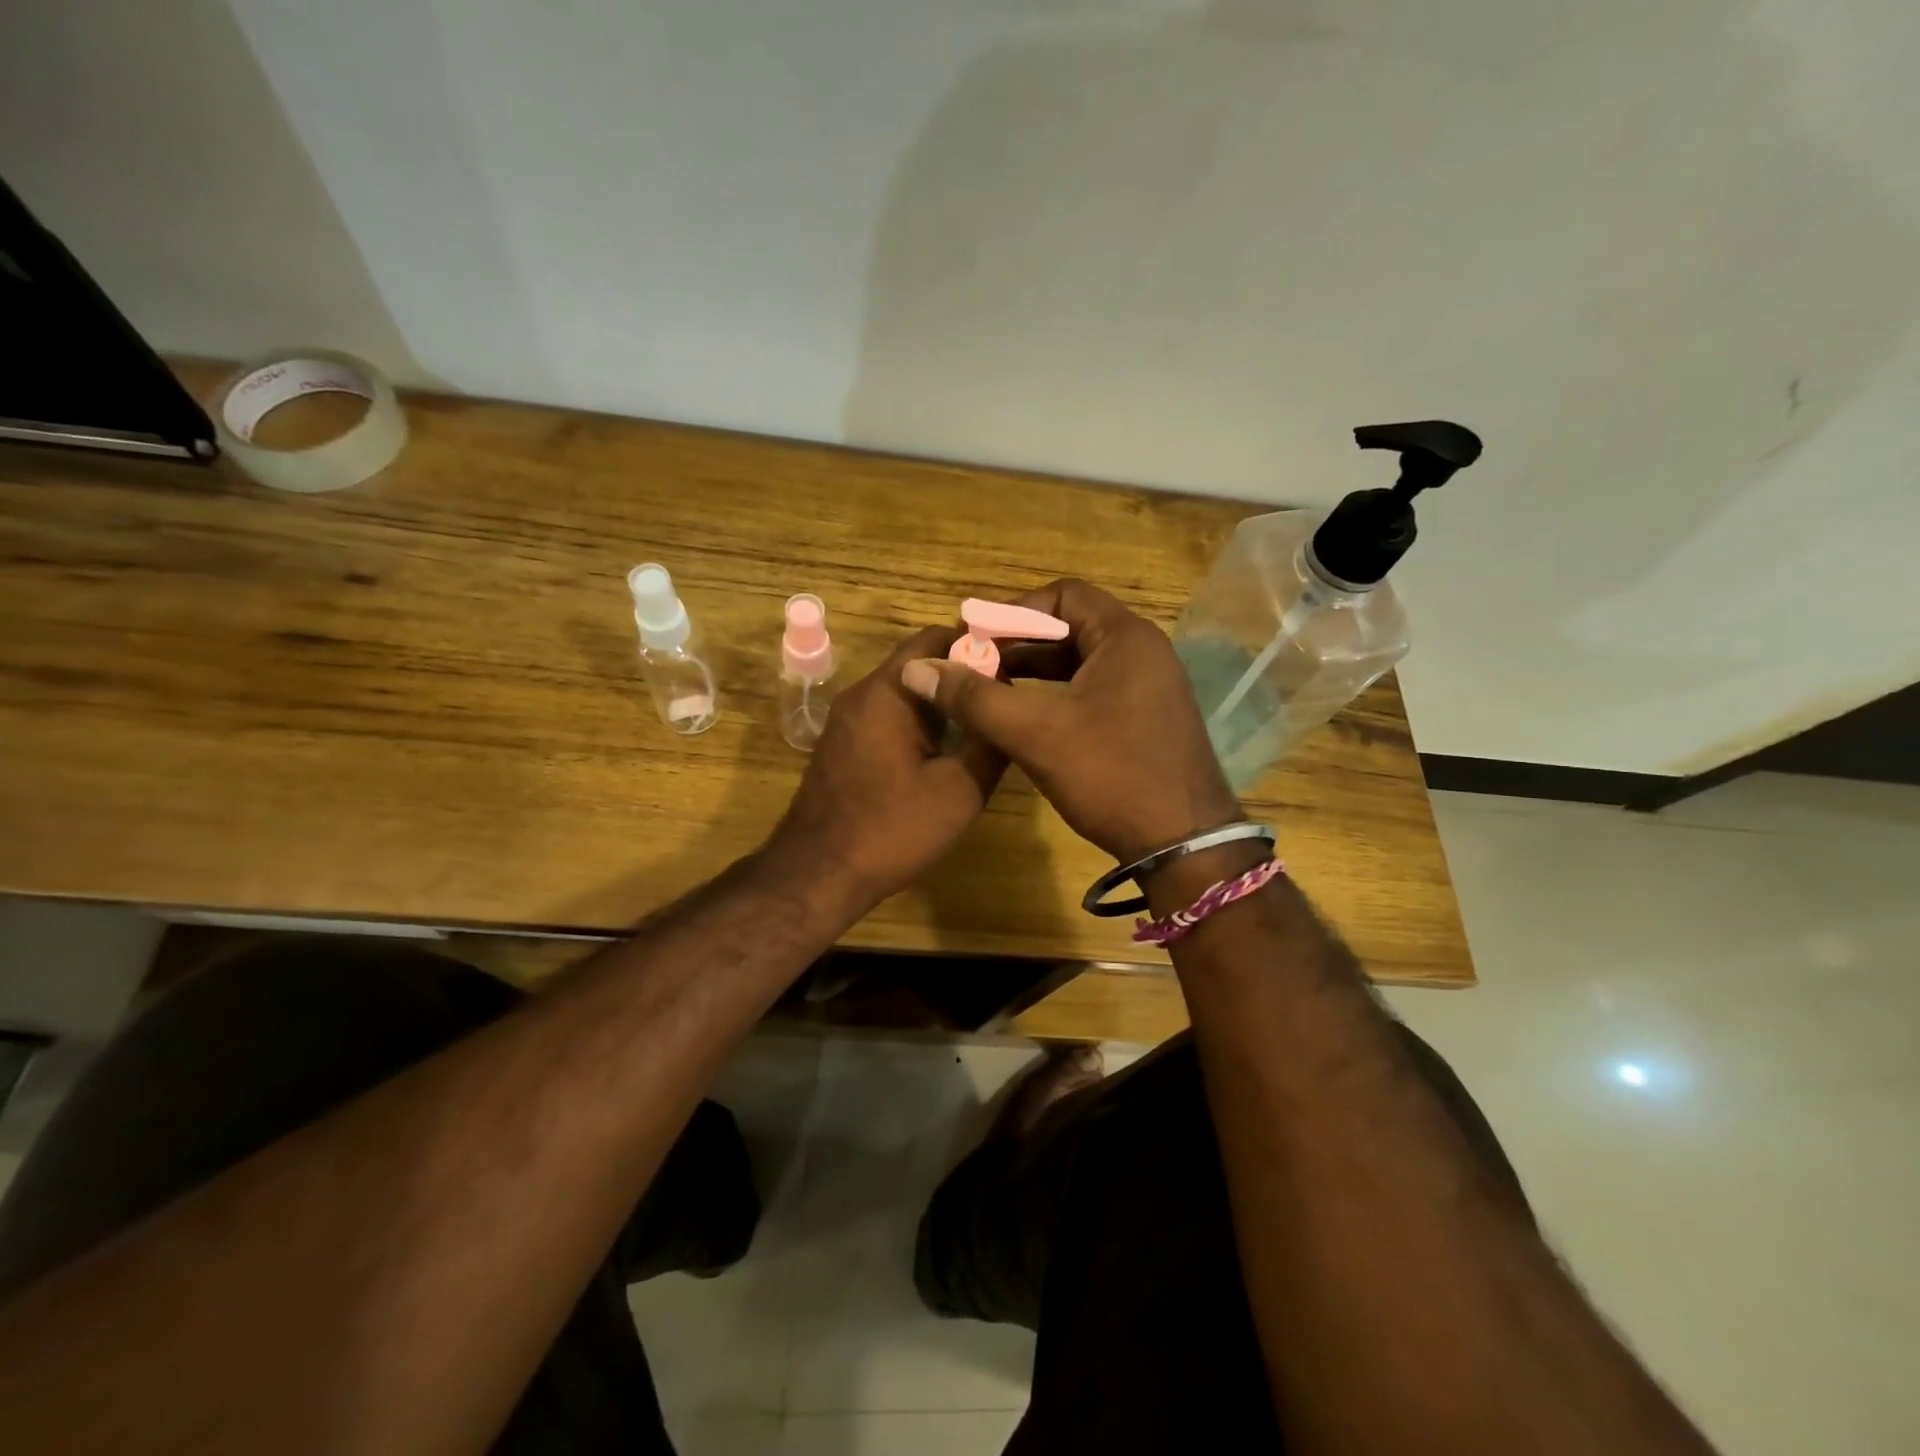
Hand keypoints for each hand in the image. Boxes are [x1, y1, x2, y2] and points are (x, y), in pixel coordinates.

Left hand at [767, 626, 1005, 911]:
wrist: (818, 874)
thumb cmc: (891, 830)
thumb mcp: (959, 790)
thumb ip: (990, 743)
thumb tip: (1009, 709)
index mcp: (887, 692)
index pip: (935, 638)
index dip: (979, 643)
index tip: (1017, 661)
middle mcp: (862, 694)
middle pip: (920, 662)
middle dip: (964, 673)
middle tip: (1007, 694)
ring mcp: (848, 720)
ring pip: (905, 691)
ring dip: (943, 698)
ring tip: (986, 719)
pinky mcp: (845, 744)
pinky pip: (890, 715)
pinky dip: (921, 719)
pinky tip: (949, 746)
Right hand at [899, 579, 1239, 863]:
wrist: (1184, 845)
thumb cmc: (1112, 776)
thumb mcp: (1036, 734)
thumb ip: (975, 698)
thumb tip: (917, 669)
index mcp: (1125, 637)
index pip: (1062, 597)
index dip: (1013, 611)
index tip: (974, 637)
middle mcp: (1143, 651)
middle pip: (1071, 627)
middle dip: (1018, 643)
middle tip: (974, 664)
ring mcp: (1149, 686)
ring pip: (1081, 661)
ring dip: (1035, 669)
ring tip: (990, 687)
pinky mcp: (1147, 717)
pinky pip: (1094, 688)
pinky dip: (1057, 693)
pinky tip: (1026, 716)